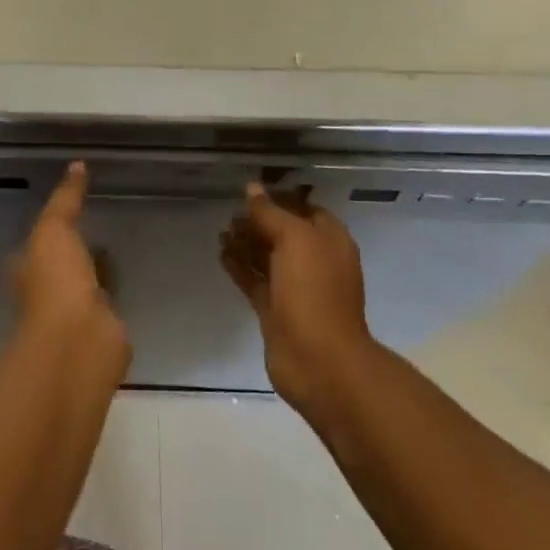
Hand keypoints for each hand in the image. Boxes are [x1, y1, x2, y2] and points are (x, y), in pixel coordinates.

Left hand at [13, 163, 124, 350]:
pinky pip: (108, 303)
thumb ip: (65, 198)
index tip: (70, 209)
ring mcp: (74, 313)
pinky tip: (130, 278)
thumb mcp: (54, 228)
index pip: (37, 243)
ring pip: (85, 284)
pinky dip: (115, 292)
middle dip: (74, 251)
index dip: (51, 227)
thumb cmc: (55, 281)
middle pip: (61, 265)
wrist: (79, 342)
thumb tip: (77, 164)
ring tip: (117, 248)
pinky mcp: (101, 330)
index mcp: (29, 268)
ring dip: (95, 272)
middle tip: (97, 227)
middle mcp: (47, 291)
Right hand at [221, 183, 374, 412]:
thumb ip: (270, 213)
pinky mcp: (277, 311)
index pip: (304, 208)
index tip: (250, 192)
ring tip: (220, 231)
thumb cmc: (313, 291)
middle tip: (230, 213)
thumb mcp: (294, 239)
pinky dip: (240, 267)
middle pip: (283, 232)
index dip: (279, 198)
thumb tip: (252, 188)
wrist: (319, 362)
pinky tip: (221, 254)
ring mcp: (296, 288)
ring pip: (268, 256)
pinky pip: (256, 280)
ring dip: (245, 243)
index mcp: (329, 240)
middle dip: (258, 221)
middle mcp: (315, 261)